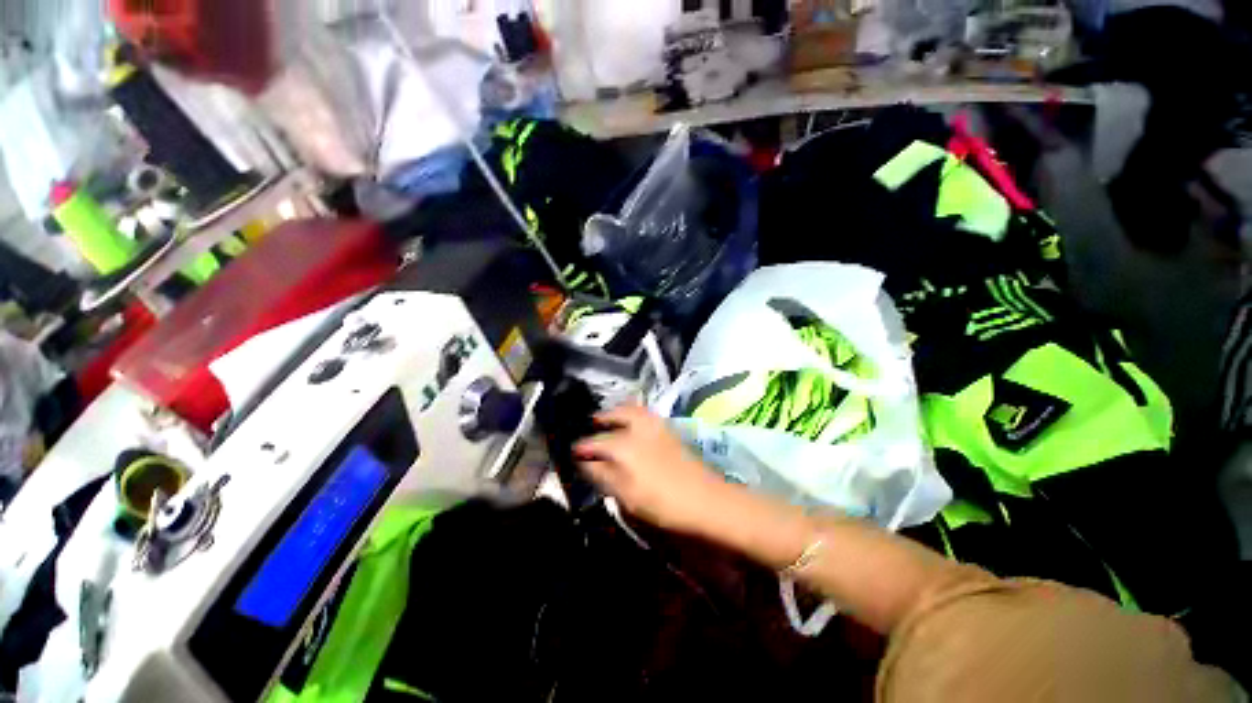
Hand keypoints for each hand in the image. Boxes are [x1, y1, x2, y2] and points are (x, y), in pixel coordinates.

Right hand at [574, 405, 728, 534]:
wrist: (705, 499)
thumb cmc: (662, 503)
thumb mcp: (626, 495)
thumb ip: (603, 476)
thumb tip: (586, 463)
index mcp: (623, 445)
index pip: (594, 442)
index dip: (581, 447)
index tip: (572, 451)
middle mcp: (637, 427)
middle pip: (614, 416)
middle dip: (600, 418)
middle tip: (590, 424)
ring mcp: (655, 425)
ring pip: (631, 409)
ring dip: (616, 411)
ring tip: (608, 419)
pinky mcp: (668, 429)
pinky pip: (644, 413)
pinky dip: (633, 412)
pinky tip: (631, 423)